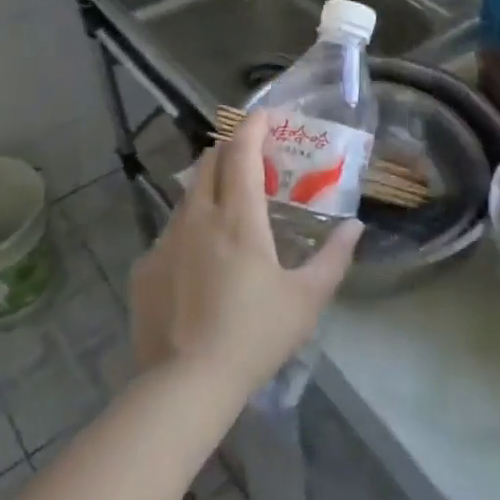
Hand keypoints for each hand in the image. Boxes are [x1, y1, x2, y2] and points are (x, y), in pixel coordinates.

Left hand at [129, 112, 361, 398]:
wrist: (185, 384)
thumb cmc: (255, 336)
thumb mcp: (307, 299)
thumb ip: (334, 258)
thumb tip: (354, 228)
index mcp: (238, 219)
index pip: (241, 154)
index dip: (253, 127)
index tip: (264, 114)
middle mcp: (197, 219)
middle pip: (208, 164)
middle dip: (229, 149)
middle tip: (250, 155)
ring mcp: (165, 242)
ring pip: (187, 197)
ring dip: (209, 187)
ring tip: (228, 205)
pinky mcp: (145, 268)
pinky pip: (170, 233)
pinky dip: (190, 228)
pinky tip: (200, 259)